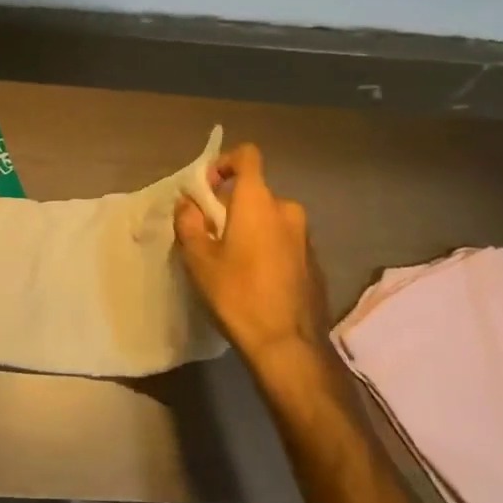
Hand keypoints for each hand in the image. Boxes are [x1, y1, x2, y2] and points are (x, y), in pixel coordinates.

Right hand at [174, 144, 328, 372]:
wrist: (288, 346)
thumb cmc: (237, 294)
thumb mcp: (199, 259)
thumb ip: (189, 222)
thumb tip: (187, 203)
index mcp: (258, 201)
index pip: (248, 156)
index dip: (225, 162)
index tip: (208, 187)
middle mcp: (287, 210)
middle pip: (256, 192)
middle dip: (233, 205)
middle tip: (213, 233)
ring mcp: (305, 237)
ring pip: (271, 219)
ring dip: (252, 228)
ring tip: (233, 260)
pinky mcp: (315, 262)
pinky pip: (285, 241)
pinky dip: (269, 248)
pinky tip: (256, 279)